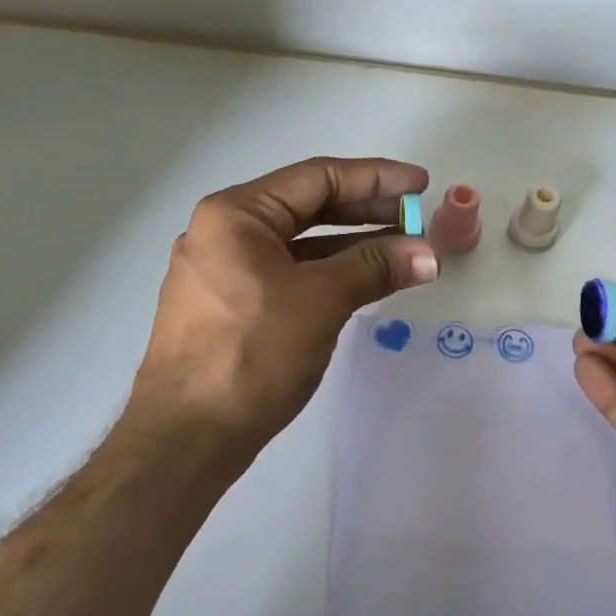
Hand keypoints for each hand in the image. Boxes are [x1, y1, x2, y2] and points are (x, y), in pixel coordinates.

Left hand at [128, 157, 438, 474]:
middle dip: (366, 210)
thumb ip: (375, 268)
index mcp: (236, 214)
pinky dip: (327, 273)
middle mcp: (224, 232)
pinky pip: (288, 273)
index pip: (317, 177)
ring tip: (401, 250)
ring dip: (351, 245)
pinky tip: (363, 281)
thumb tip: (428, 254)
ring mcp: (222, 271)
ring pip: (299, 243)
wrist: (186, 438)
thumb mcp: (320, 301)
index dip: (375, 178)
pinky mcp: (229, 307)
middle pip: (307, 206)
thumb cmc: (252, 353)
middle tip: (416, 218)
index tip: (420, 185)